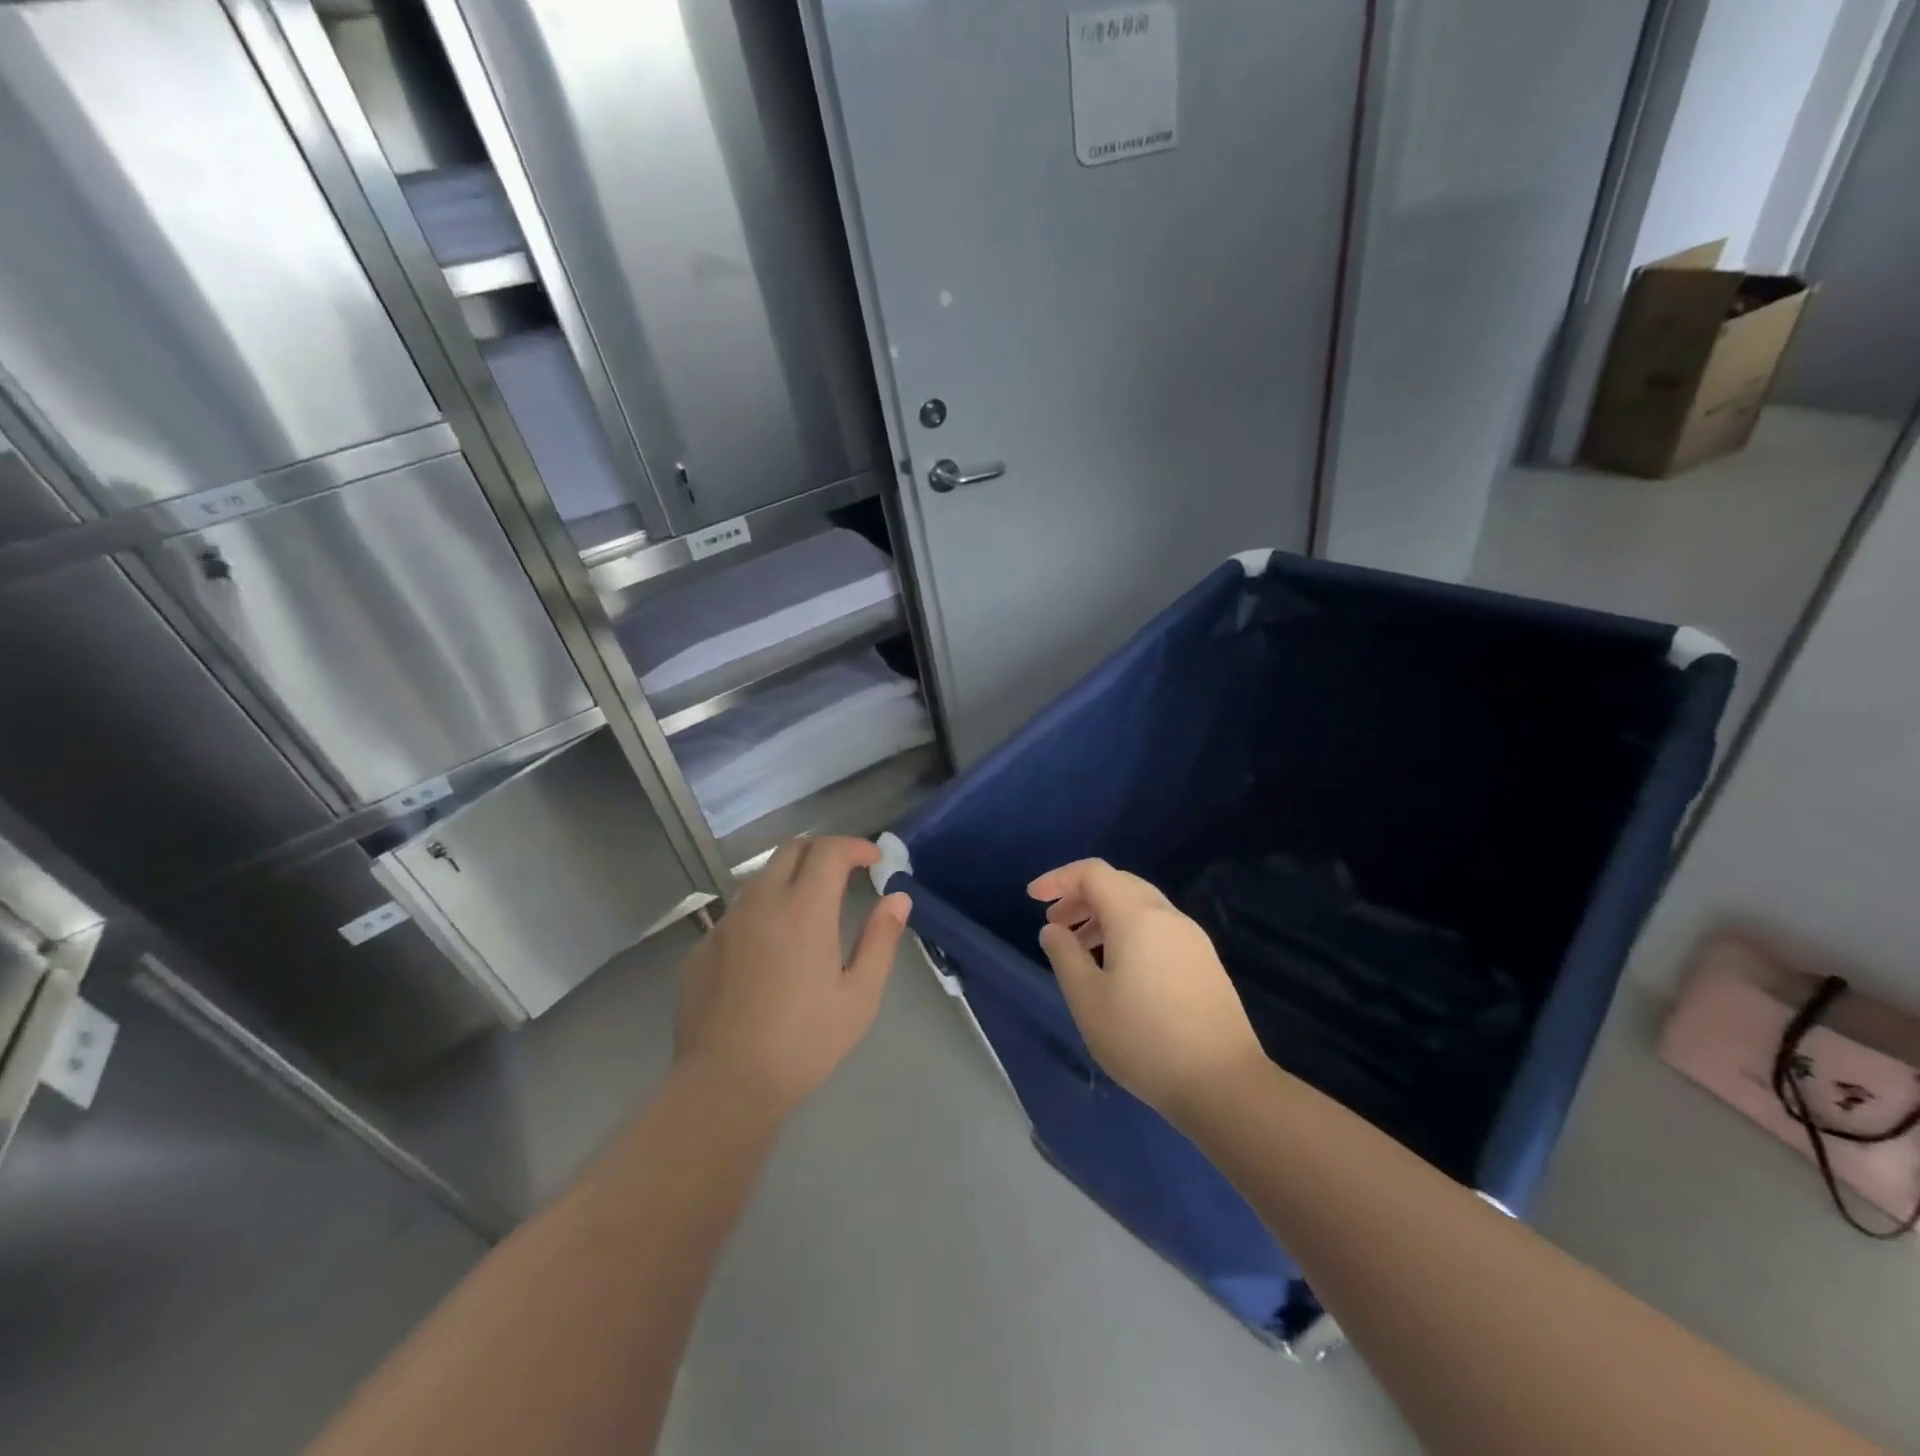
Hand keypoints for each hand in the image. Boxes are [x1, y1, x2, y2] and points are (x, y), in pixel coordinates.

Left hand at [675, 836, 909, 1116]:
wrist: (724, 1085)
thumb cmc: (804, 1043)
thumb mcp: (859, 996)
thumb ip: (881, 939)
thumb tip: (898, 898)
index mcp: (804, 910)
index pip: (829, 851)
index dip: (855, 846)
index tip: (874, 860)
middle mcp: (761, 903)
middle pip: (791, 849)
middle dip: (823, 850)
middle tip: (845, 872)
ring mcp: (726, 923)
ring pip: (761, 878)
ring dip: (791, 878)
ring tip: (810, 908)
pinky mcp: (702, 947)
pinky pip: (738, 912)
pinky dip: (763, 911)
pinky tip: (771, 949)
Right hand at [1029, 859, 1265, 1120]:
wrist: (1224, 1084)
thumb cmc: (1144, 1039)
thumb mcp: (1087, 999)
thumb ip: (1064, 955)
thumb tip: (1053, 929)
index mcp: (1137, 916)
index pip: (1092, 873)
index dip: (1059, 879)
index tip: (1032, 898)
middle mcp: (1167, 916)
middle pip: (1118, 884)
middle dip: (1081, 897)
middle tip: (1055, 925)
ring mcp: (1192, 939)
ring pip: (1140, 907)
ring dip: (1104, 916)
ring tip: (1080, 949)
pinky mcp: (1204, 962)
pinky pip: (1158, 929)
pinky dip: (1128, 932)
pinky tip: (1117, 970)